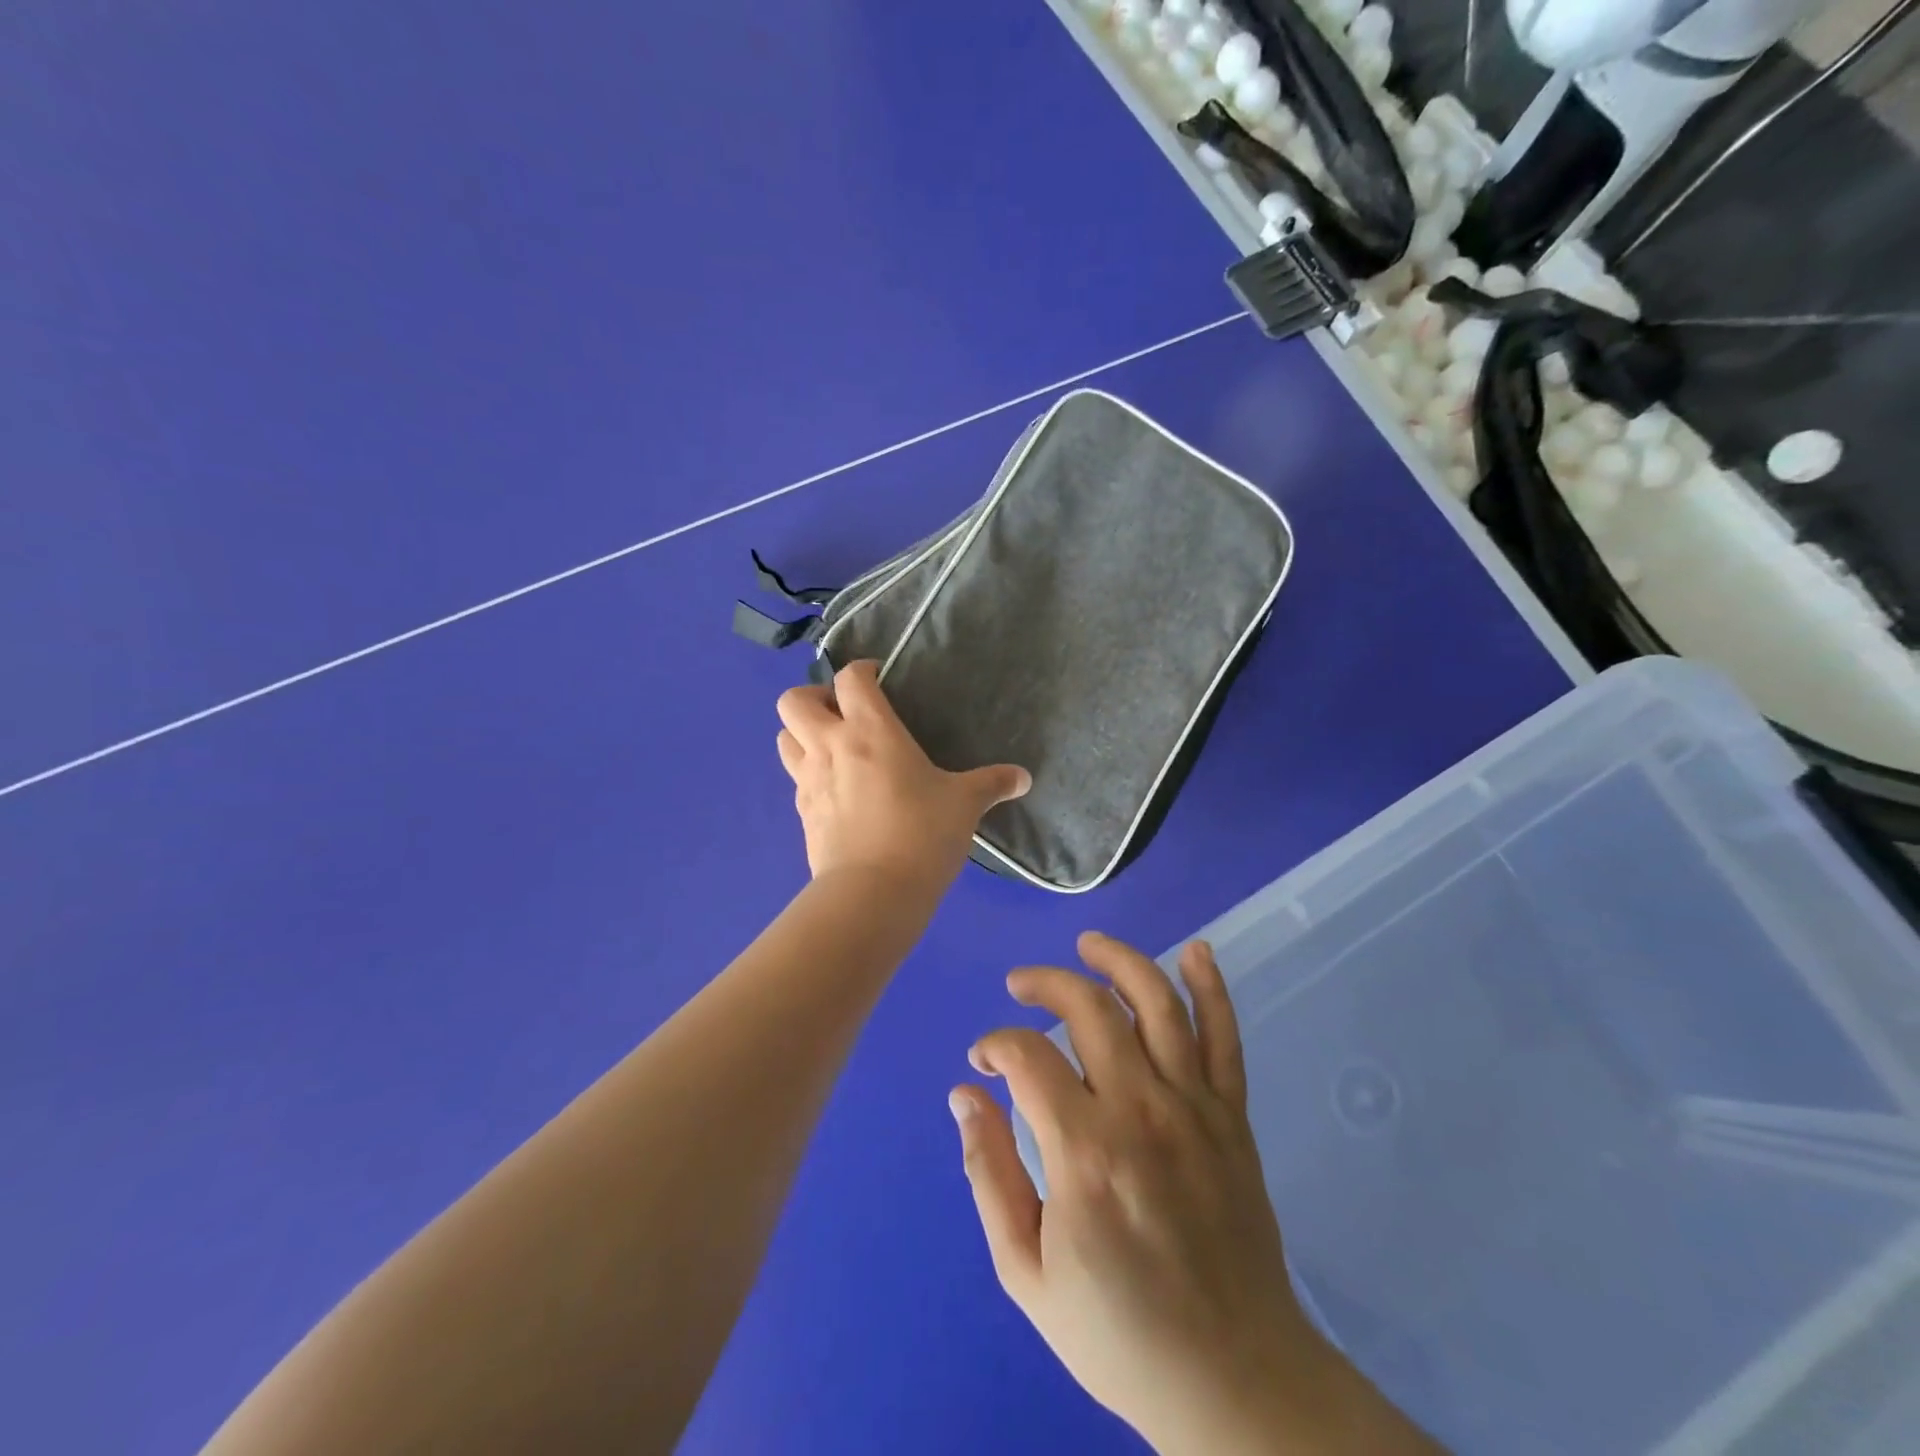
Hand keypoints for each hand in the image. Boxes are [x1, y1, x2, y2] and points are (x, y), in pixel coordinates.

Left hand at [775, 660, 1029, 892]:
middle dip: (813, 697)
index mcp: (870, 730)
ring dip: (803, 733)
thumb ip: (992, 784)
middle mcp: (830, 746)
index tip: (879, 678)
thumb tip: (1023, 778)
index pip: (851, 678)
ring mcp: (809, 780)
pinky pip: (795, 778)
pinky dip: (809, 772)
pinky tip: (838, 790)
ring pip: (784, 737)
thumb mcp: (965, 804)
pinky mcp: (802, 813)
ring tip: (834, 747)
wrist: (873, 893)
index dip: (861, 670)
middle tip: (843, 714)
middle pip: (793, 699)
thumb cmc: (922, 834)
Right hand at [950, 934, 1440, 1455]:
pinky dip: (1211, 987)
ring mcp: (1194, 1107)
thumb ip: (989, 1174)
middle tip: (1020, 985)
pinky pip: (1225, 1036)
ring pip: (1156, 1003)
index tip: (985, 1059)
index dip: (996, 1043)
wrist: (1233, 1382)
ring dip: (1119, 960)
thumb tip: (964, 1094)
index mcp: (1084, 1152)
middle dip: (1045, 982)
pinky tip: (1195, 951)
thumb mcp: (1025, 1273)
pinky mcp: (1232, 1116)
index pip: (1028, 1056)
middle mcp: (1141, 1110)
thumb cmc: (1118, 1333)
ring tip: (1087, 944)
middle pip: (1088, 1008)